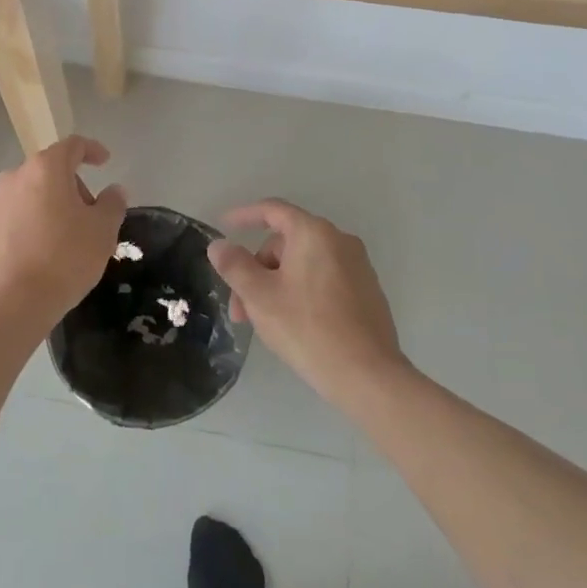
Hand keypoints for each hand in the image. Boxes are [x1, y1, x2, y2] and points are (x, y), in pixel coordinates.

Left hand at [0, 136, 126, 336]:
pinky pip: (9, 219)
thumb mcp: (103, 231)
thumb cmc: (64, 259)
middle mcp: (14, 177)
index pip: (72, 146)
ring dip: (44, 206)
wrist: (12, 302)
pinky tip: (34, 254)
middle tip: (87, 216)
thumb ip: (112, 204)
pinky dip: (24, 226)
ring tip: (60, 239)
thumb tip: (113, 190)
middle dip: (70, 187)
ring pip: (26, 195)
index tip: (104, 162)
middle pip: (48, 171)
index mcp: (46, 169)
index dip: (91, 150)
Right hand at [207, 200, 408, 411]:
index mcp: (314, 233)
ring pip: (303, 265)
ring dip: (276, 285)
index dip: (244, 215)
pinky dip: (301, 292)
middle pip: (285, 243)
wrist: (368, 377)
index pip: (272, 210)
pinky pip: (323, 280)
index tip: (223, 225)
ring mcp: (358, 267)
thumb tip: (219, 245)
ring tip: (262, 322)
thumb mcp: (259, 296)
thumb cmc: (307, 328)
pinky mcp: (367, 293)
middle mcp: (340, 241)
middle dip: (257, 269)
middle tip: (240, 306)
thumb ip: (234, 265)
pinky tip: (293, 324)